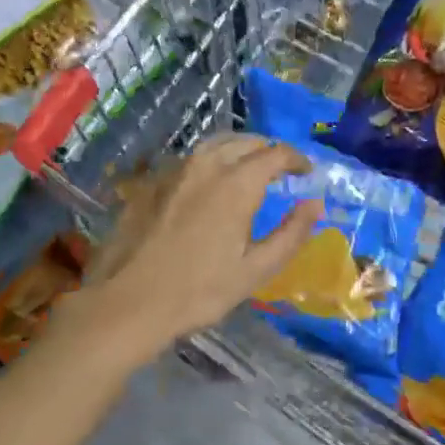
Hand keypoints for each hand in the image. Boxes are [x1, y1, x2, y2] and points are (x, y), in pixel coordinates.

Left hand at [71, 135, 323, 364]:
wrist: (129, 303)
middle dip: (268, 150)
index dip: (296, 159)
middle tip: (281, 169)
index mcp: (236, 184)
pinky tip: (209, 184)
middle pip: (244, 142)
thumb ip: (291, 233)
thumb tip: (315, 203)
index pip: (275, 154)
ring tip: (248, 169)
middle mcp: (206, 167)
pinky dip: (210, 162)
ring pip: (213, 145)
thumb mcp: (256, 269)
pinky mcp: (150, 184)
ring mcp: (173, 172)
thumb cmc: (199, 291)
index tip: (306, 172)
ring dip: (238, 149)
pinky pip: (189, 160)